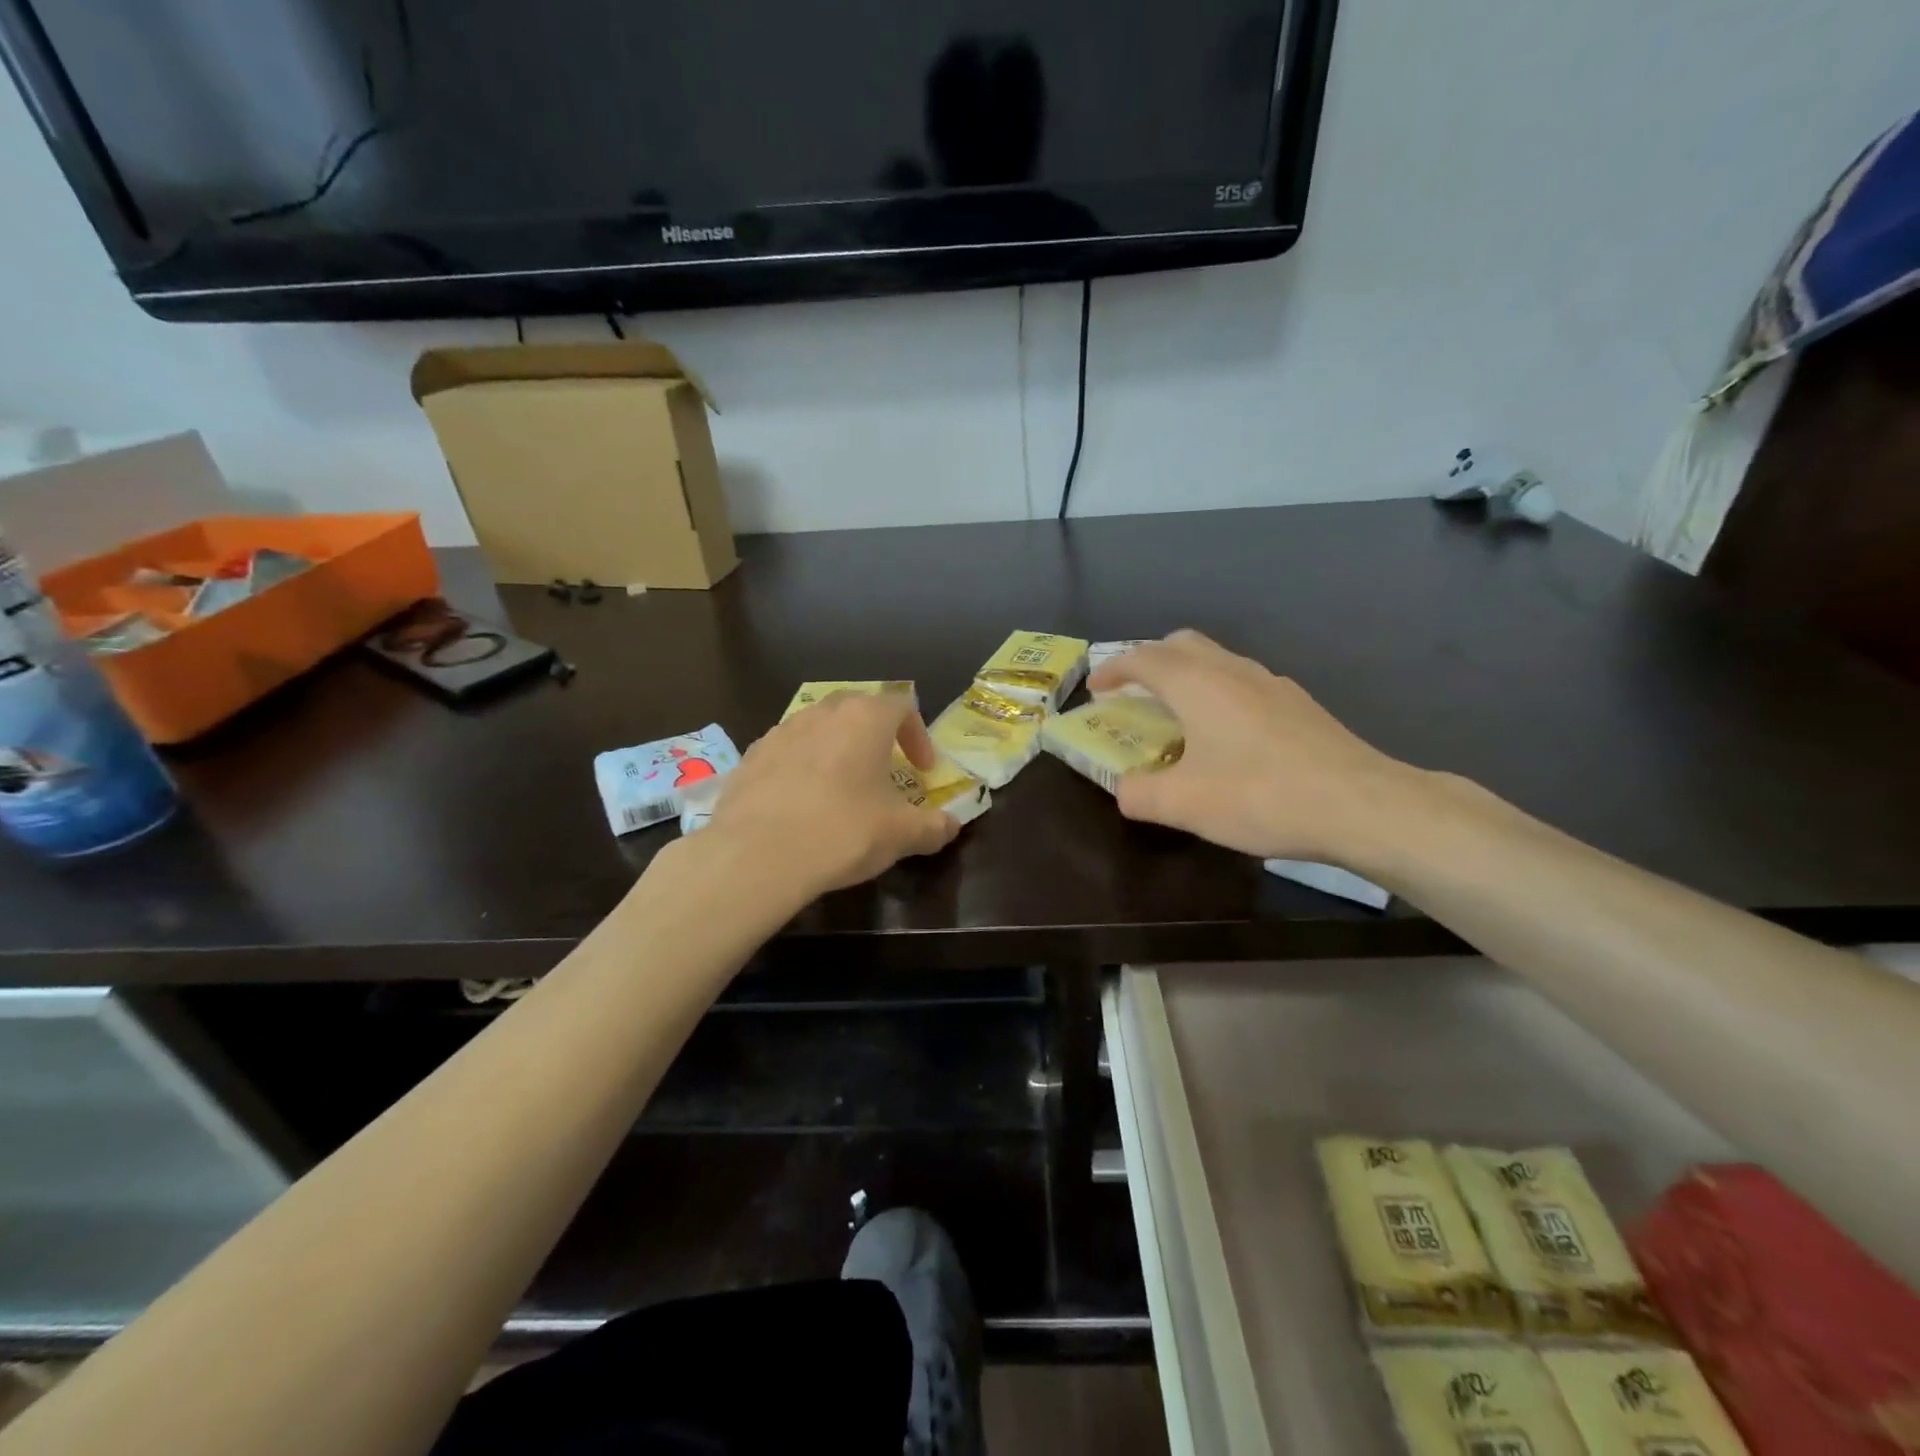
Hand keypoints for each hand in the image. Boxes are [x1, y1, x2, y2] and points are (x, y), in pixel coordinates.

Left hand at [706, 691, 960, 896]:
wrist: (756, 855)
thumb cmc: (842, 832)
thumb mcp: (901, 835)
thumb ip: (934, 826)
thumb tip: (950, 826)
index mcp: (864, 718)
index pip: (902, 706)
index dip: (918, 736)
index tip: (922, 771)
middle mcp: (822, 712)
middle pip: (858, 710)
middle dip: (876, 737)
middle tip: (884, 772)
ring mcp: (781, 731)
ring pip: (819, 729)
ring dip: (837, 751)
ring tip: (842, 790)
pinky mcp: (751, 756)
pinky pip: (787, 753)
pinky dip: (802, 769)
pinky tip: (801, 806)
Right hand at [1088, 630, 1419, 865]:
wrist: (1362, 805)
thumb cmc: (1262, 796)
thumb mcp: (1183, 805)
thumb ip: (1139, 794)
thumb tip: (1125, 789)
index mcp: (1198, 684)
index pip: (1143, 658)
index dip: (1113, 669)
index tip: (1095, 688)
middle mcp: (1233, 671)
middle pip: (1182, 644)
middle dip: (1150, 660)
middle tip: (1134, 691)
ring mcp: (1271, 684)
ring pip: (1217, 660)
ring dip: (1187, 675)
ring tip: (1177, 714)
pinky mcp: (1298, 704)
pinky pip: (1243, 682)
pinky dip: (1218, 693)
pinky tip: (1227, 736)